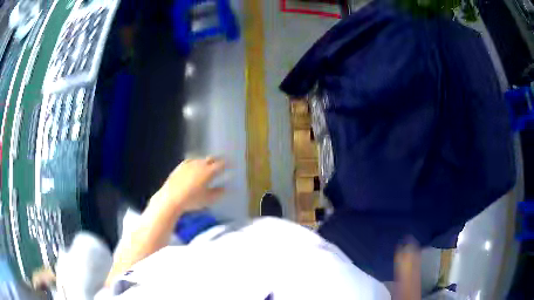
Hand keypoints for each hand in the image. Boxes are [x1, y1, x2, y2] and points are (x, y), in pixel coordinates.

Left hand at [154, 157, 225, 212]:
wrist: (171, 197)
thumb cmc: (192, 200)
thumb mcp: (208, 199)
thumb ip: (218, 193)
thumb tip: (225, 188)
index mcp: (209, 171)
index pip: (221, 164)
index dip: (227, 163)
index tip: (232, 164)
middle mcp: (200, 165)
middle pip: (211, 158)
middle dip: (218, 159)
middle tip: (222, 162)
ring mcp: (189, 164)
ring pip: (201, 159)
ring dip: (206, 161)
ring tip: (209, 165)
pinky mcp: (180, 166)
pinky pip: (191, 161)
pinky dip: (196, 162)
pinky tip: (194, 165)